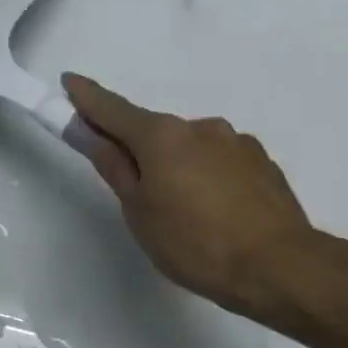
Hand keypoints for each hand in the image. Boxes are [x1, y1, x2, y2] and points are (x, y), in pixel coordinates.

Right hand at [63, 73, 327, 332]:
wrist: (277, 265)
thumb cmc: (193, 243)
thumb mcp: (140, 212)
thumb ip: (115, 168)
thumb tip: (91, 135)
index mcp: (162, 136)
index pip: (114, 110)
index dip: (88, 98)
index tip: (70, 82)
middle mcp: (200, 126)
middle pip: (154, 132)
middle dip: (138, 150)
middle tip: (133, 192)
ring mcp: (236, 142)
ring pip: (190, 148)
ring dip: (176, 167)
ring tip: (182, 214)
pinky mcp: (261, 162)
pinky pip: (219, 163)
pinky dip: (205, 177)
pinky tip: (214, 212)